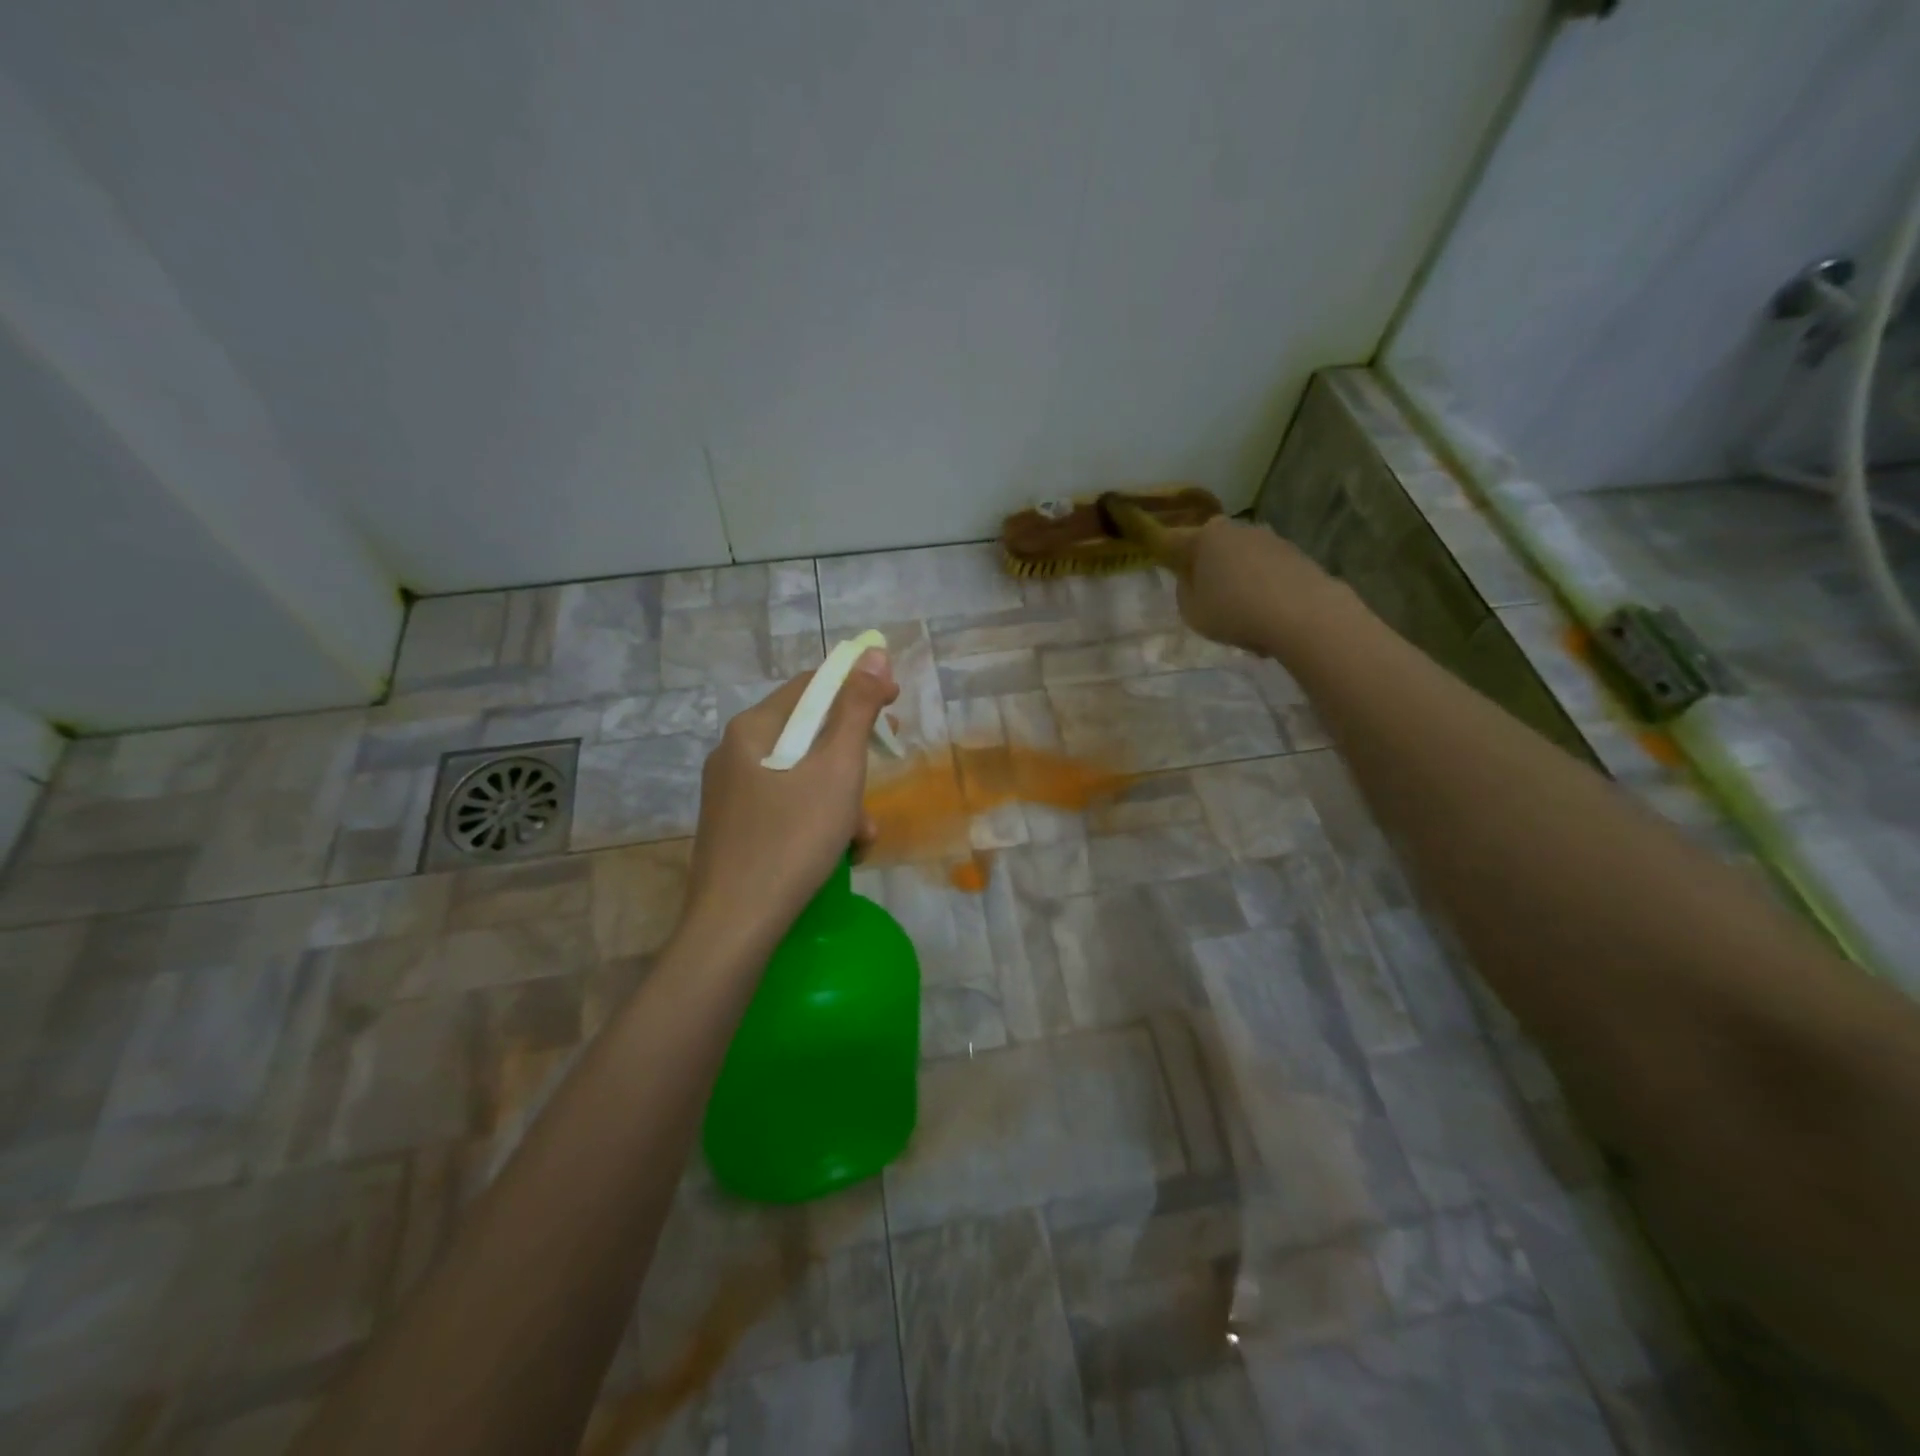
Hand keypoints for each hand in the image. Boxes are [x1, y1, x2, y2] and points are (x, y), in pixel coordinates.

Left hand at [682, 649, 899, 948]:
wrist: (736, 926)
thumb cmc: (792, 839)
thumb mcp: (838, 770)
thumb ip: (857, 709)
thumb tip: (872, 654)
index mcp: (752, 729)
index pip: (812, 686)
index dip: (857, 687)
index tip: (895, 706)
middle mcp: (733, 754)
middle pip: (808, 733)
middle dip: (851, 757)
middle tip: (879, 778)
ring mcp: (730, 794)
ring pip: (801, 776)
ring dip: (840, 796)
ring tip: (861, 834)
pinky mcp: (734, 830)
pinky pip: (786, 807)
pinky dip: (817, 819)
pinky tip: (837, 851)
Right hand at [1173, 516, 1340, 653]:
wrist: (1303, 614)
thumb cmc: (1234, 612)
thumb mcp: (1191, 611)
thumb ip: (1185, 592)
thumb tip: (1192, 580)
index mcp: (1204, 538)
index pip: (1174, 541)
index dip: (1166, 554)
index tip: (1168, 569)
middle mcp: (1237, 529)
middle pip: (1213, 547)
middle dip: (1209, 568)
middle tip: (1208, 598)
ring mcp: (1270, 539)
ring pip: (1243, 560)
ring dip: (1239, 579)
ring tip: (1244, 615)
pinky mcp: (1297, 555)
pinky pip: (1268, 572)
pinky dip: (1264, 588)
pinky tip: (1268, 616)